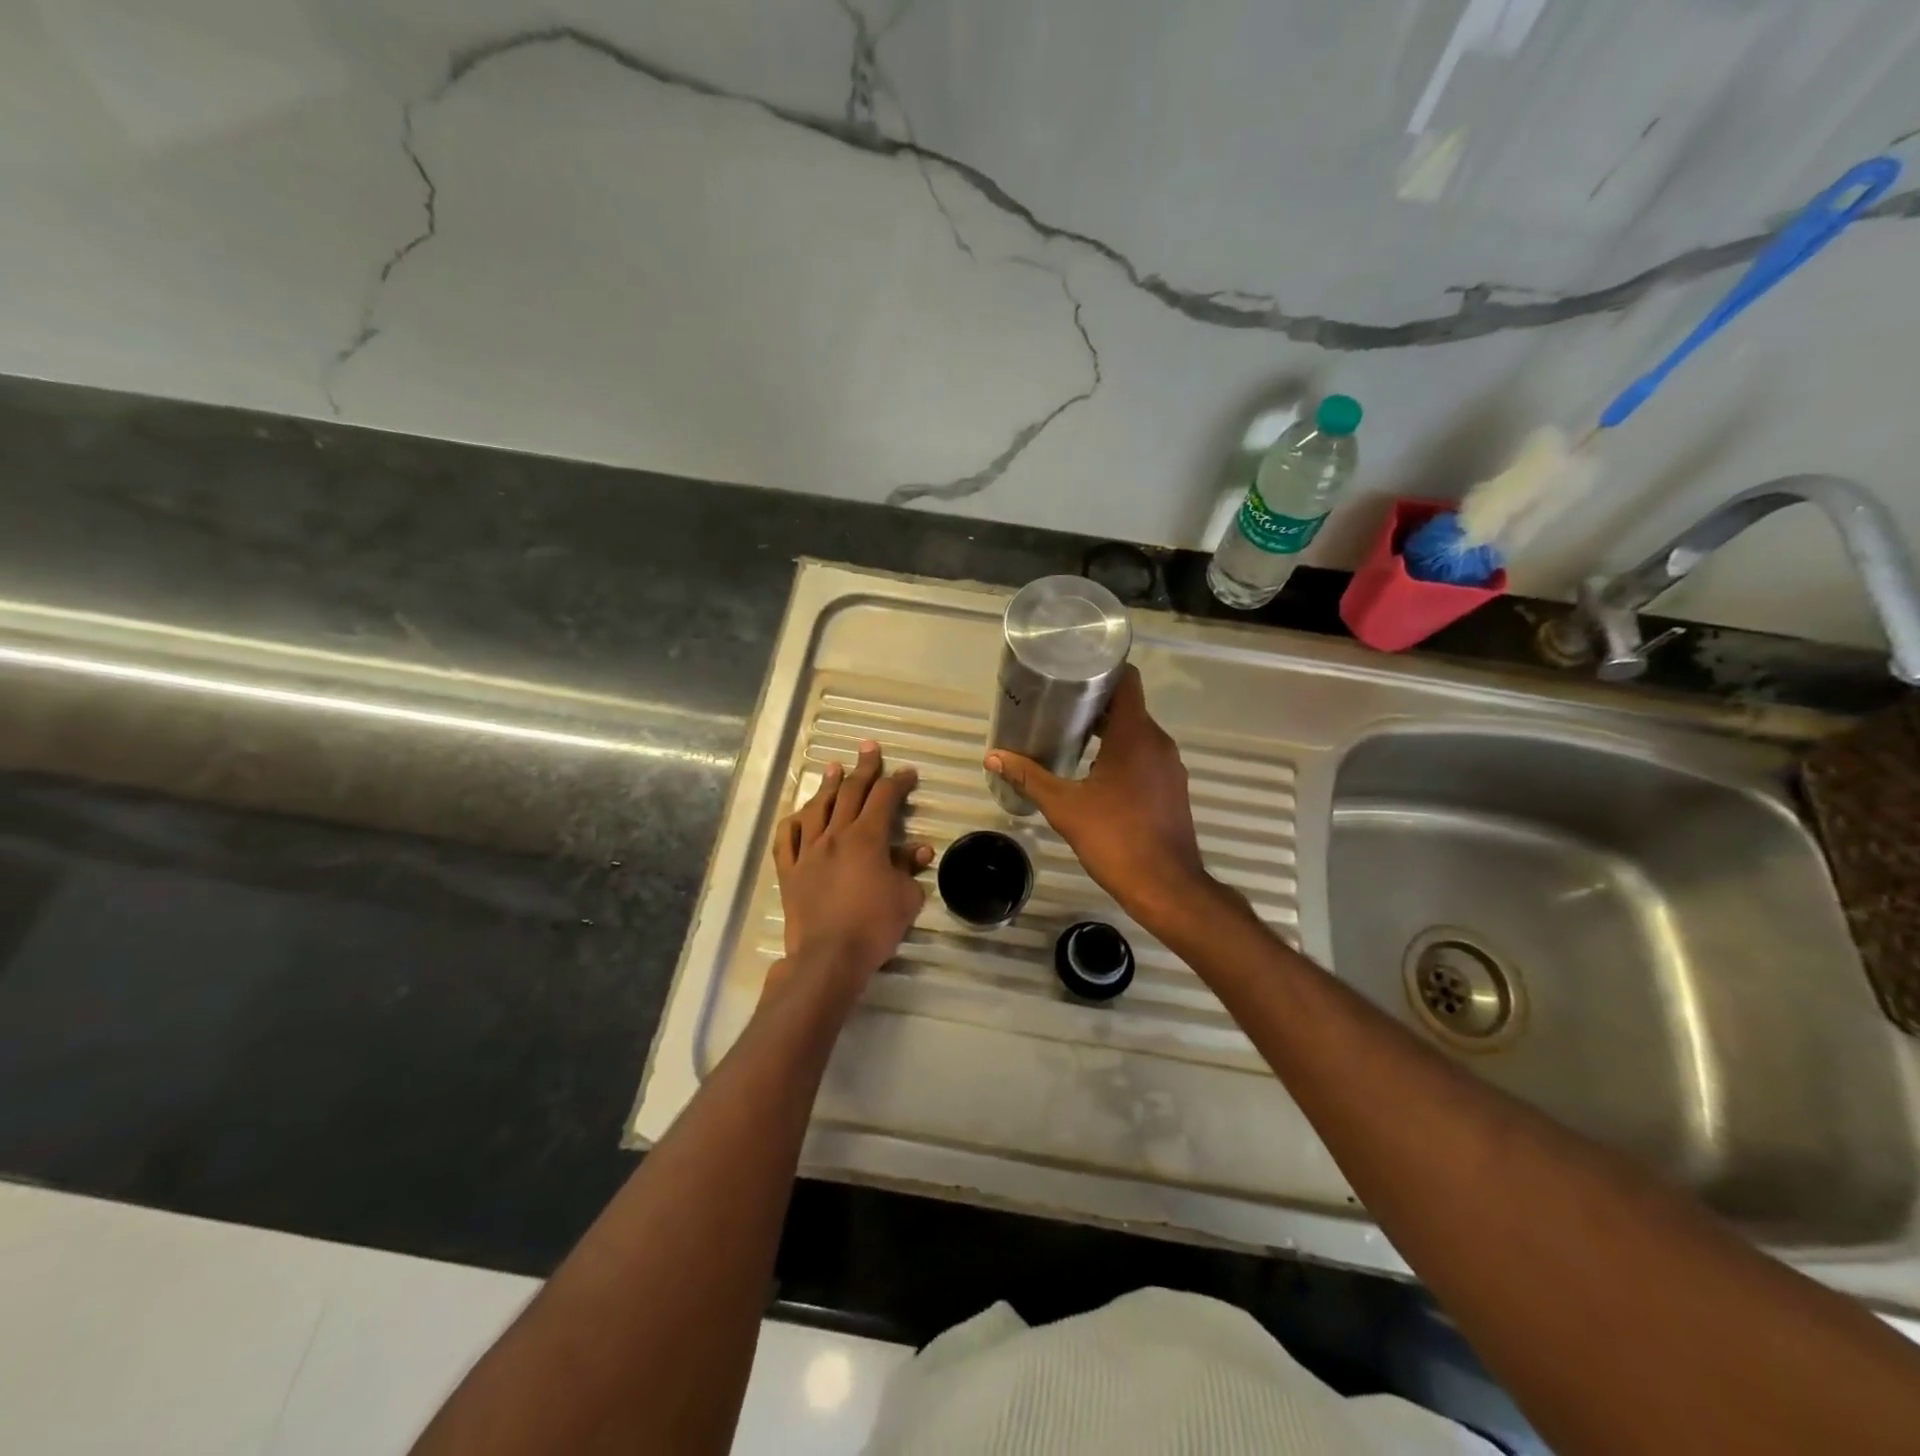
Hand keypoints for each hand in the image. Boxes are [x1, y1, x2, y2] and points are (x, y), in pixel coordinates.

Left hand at [770, 741, 930, 1002]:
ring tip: (833, 767)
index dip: (898, 781)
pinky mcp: (789, 871)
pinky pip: (786, 839)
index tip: (908, 772)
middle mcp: (835, 835)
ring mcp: (808, 851)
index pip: (885, 798)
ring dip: (827, 785)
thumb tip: (919, 849)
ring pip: (816, 808)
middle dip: (863, 768)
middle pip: (850, 793)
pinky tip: (798, 814)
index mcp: (867, 838)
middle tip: (869, 748)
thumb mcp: (906, 897)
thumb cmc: (874, 926)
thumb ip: (909, 868)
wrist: (828, 957)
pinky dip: (793, 822)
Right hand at [986, 666, 1212, 927]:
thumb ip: (1029, 777)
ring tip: (1070, 736)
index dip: (1102, 670)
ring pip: (1137, 733)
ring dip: (1108, 730)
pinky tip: (1094, 771)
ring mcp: (1169, 766)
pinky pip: (1145, 755)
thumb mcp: (1065, 807)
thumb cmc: (1115, 838)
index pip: (1127, 680)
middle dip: (1094, 703)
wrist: (1166, 887)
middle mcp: (1158, 742)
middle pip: (1128, 706)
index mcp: (1135, 735)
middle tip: (1057, 706)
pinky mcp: (1172, 787)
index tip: (1072, 672)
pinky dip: (1122, 753)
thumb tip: (993, 756)